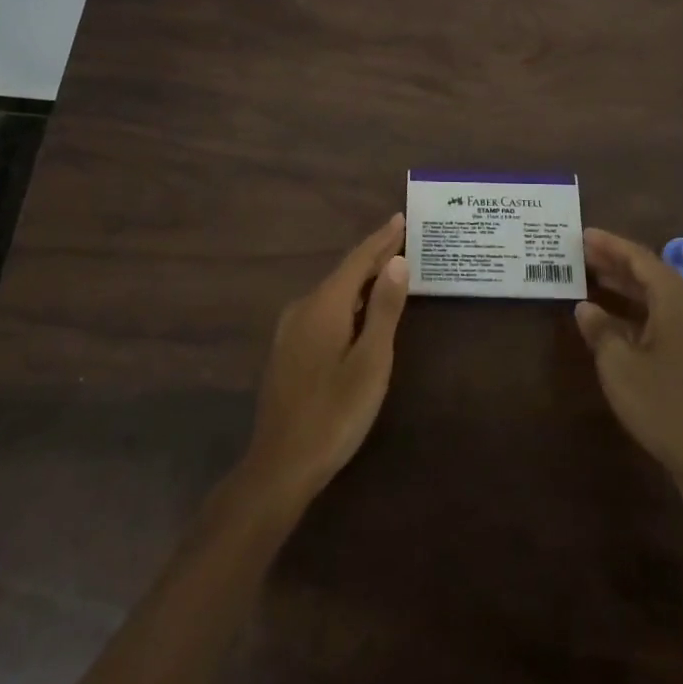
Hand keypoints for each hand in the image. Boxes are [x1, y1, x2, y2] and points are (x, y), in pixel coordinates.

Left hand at [242, 214, 409, 508]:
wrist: (281, 464)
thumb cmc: (335, 413)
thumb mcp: (371, 362)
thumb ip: (384, 310)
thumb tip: (397, 262)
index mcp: (324, 305)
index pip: (357, 260)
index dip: (381, 240)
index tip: (399, 218)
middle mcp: (303, 308)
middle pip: (344, 274)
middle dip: (373, 257)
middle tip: (401, 240)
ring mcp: (290, 330)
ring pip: (332, 293)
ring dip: (360, 280)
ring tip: (387, 270)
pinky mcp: (288, 350)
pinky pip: (323, 310)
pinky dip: (347, 301)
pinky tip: (358, 311)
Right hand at [575, 228, 682, 512]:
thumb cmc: (664, 406)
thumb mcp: (619, 365)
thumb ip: (600, 330)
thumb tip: (586, 308)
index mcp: (679, 304)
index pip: (642, 261)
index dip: (611, 246)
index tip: (584, 235)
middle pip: (654, 277)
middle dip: (618, 264)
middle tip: (583, 255)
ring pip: (661, 300)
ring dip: (628, 290)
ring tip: (593, 282)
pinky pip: (668, 321)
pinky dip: (640, 314)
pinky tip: (617, 325)